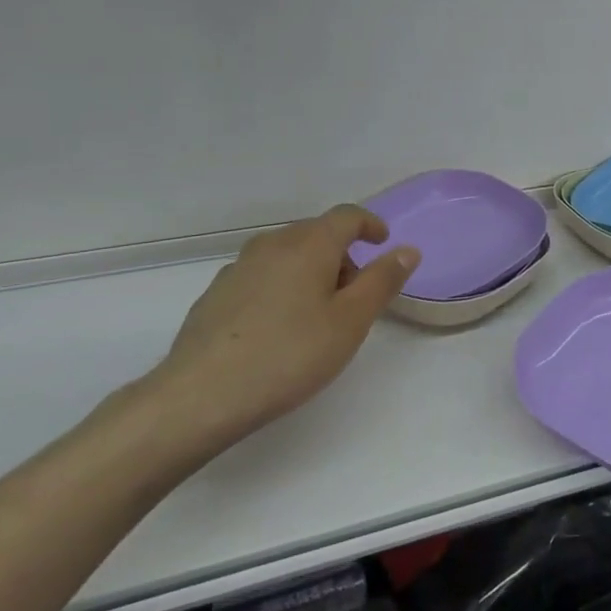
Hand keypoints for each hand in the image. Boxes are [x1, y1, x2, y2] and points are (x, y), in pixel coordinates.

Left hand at [148, 204, 419, 442]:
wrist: (202, 394)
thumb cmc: (290, 355)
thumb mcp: (350, 322)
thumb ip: (382, 281)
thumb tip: (407, 249)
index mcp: (309, 244)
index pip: (346, 216)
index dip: (370, 224)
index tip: (383, 242)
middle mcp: (272, 244)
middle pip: (315, 233)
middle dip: (341, 254)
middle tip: (354, 295)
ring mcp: (238, 267)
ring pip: (286, 254)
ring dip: (310, 270)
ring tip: (317, 315)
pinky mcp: (216, 293)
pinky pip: (261, 275)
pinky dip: (281, 286)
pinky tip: (278, 327)